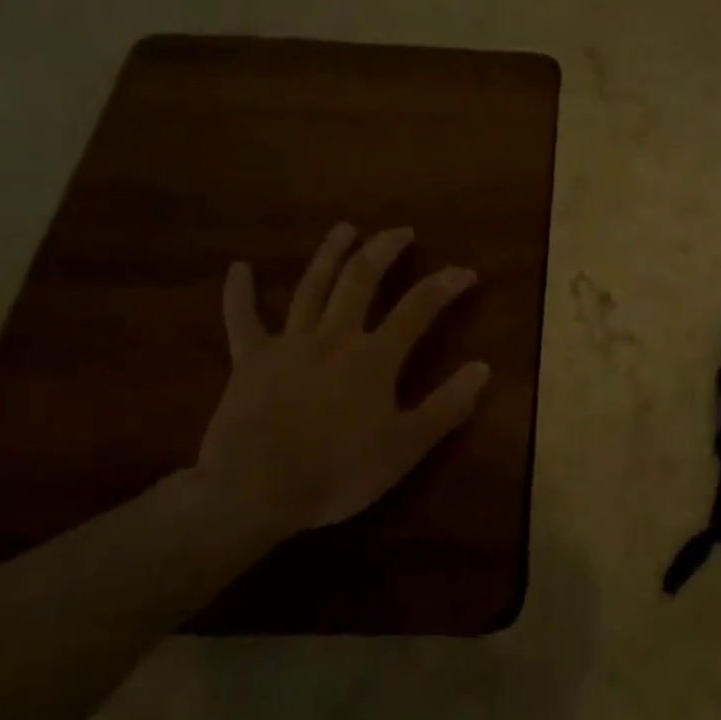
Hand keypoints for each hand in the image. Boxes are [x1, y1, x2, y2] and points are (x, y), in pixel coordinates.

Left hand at [197, 223, 489, 535]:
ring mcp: (289, 344)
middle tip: (401, 231)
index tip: (466, 271)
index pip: (418, 307)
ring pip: (311, 286)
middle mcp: (334, 337)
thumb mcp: (405, 447)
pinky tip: (237, 268)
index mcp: (374, 357)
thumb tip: (483, 368)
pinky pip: (242, 320)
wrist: (254, 490)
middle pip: (361, 280)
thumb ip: (447, 406)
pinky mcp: (249, 361)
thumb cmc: (337, 472)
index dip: (445, 285)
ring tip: (345, 229)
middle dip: (384, 250)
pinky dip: (239, 293)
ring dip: (330, 253)